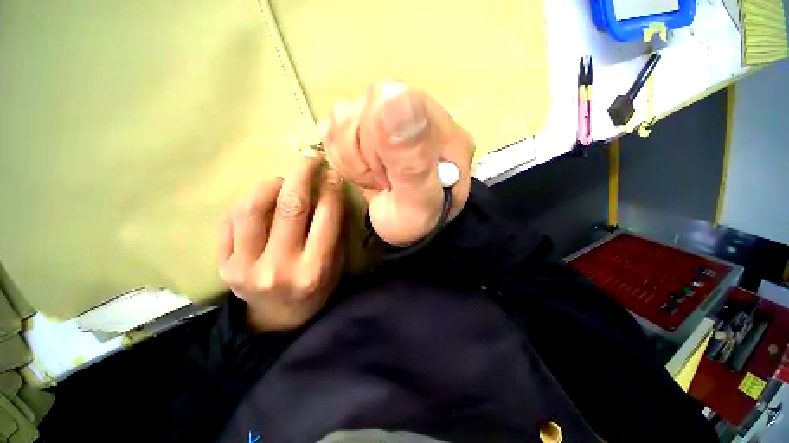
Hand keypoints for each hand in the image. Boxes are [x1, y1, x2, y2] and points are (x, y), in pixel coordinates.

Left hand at [218, 157, 344, 331]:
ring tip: (281, 182)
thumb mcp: (335, 265)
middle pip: (289, 207)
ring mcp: (245, 267)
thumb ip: (333, 232)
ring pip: (252, 209)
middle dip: (302, 175)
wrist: (278, 318)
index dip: (330, 190)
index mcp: (314, 269)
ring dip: (270, 186)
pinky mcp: (223, 266)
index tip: (332, 174)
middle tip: (308, 160)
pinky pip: (229, 222)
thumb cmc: (315, 290)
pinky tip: (260, 201)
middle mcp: (279, 267)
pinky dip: (246, 203)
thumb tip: (329, 194)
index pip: (325, 217)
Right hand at [324, 82, 474, 246]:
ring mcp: (391, 117)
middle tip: (383, 181)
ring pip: (343, 116)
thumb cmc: (416, 220)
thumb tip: (394, 92)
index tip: (387, 175)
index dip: (375, 142)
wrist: (407, 228)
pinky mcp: (369, 127)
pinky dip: (344, 157)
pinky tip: (364, 170)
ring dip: (352, 159)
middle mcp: (417, 112)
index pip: (391, 98)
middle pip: (363, 106)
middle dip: (363, 156)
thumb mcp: (418, 199)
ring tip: (376, 179)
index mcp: (440, 128)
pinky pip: (335, 128)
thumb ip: (411, 157)